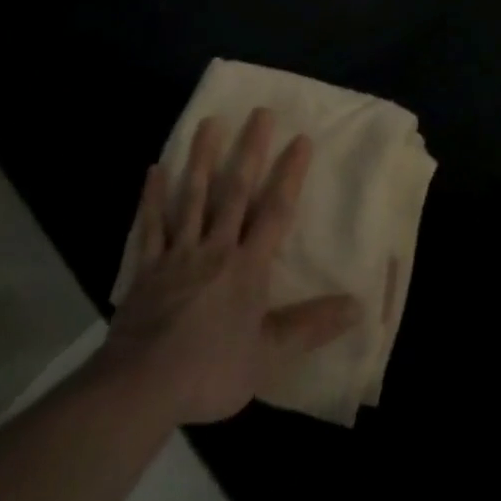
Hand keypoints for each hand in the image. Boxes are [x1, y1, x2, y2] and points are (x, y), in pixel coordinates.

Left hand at [100, 109, 359, 424]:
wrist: (142, 388)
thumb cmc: (210, 371)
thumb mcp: (269, 356)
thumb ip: (311, 326)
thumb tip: (358, 305)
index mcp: (248, 267)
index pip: (275, 211)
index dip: (290, 175)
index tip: (301, 139)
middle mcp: (216, 248)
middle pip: (235, 191)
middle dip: (251, 151)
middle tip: (260, 112)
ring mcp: (179, 254)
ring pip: (193, 197)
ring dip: (202, 159)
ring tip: (209, 122)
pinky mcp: (147, 268)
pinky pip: (151, 226)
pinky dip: (153, 198)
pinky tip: (154, 170)